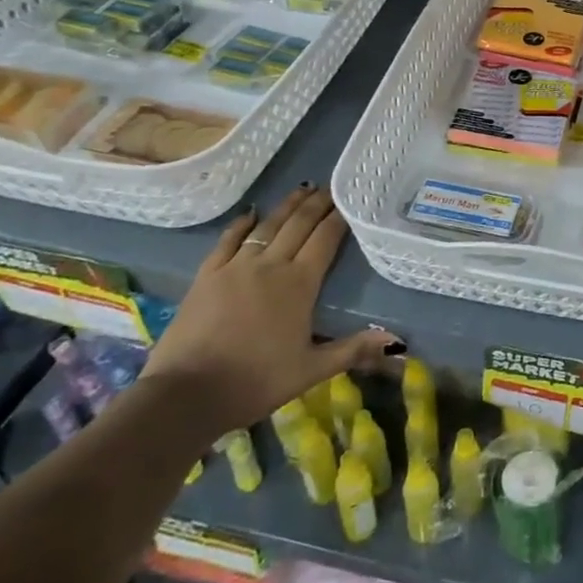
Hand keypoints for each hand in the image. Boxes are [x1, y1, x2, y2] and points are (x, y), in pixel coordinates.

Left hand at [141, 184, 399, 437]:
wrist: (185, 394)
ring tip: (302, 190)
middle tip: (331, 188)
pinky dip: (242, 224)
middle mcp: (270, 265)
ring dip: (287, 206)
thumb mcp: (311, 371)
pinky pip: (228, 240)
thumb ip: (353, 350)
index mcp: (299, 284)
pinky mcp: (207, 276)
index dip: (339, 218)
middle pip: (298, 225)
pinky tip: (251, 213)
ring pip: (267, 226)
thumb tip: (398, 342)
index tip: (350, 201)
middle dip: (317, 204)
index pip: (325, 239)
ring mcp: (235, 267)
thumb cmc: (255, 382)